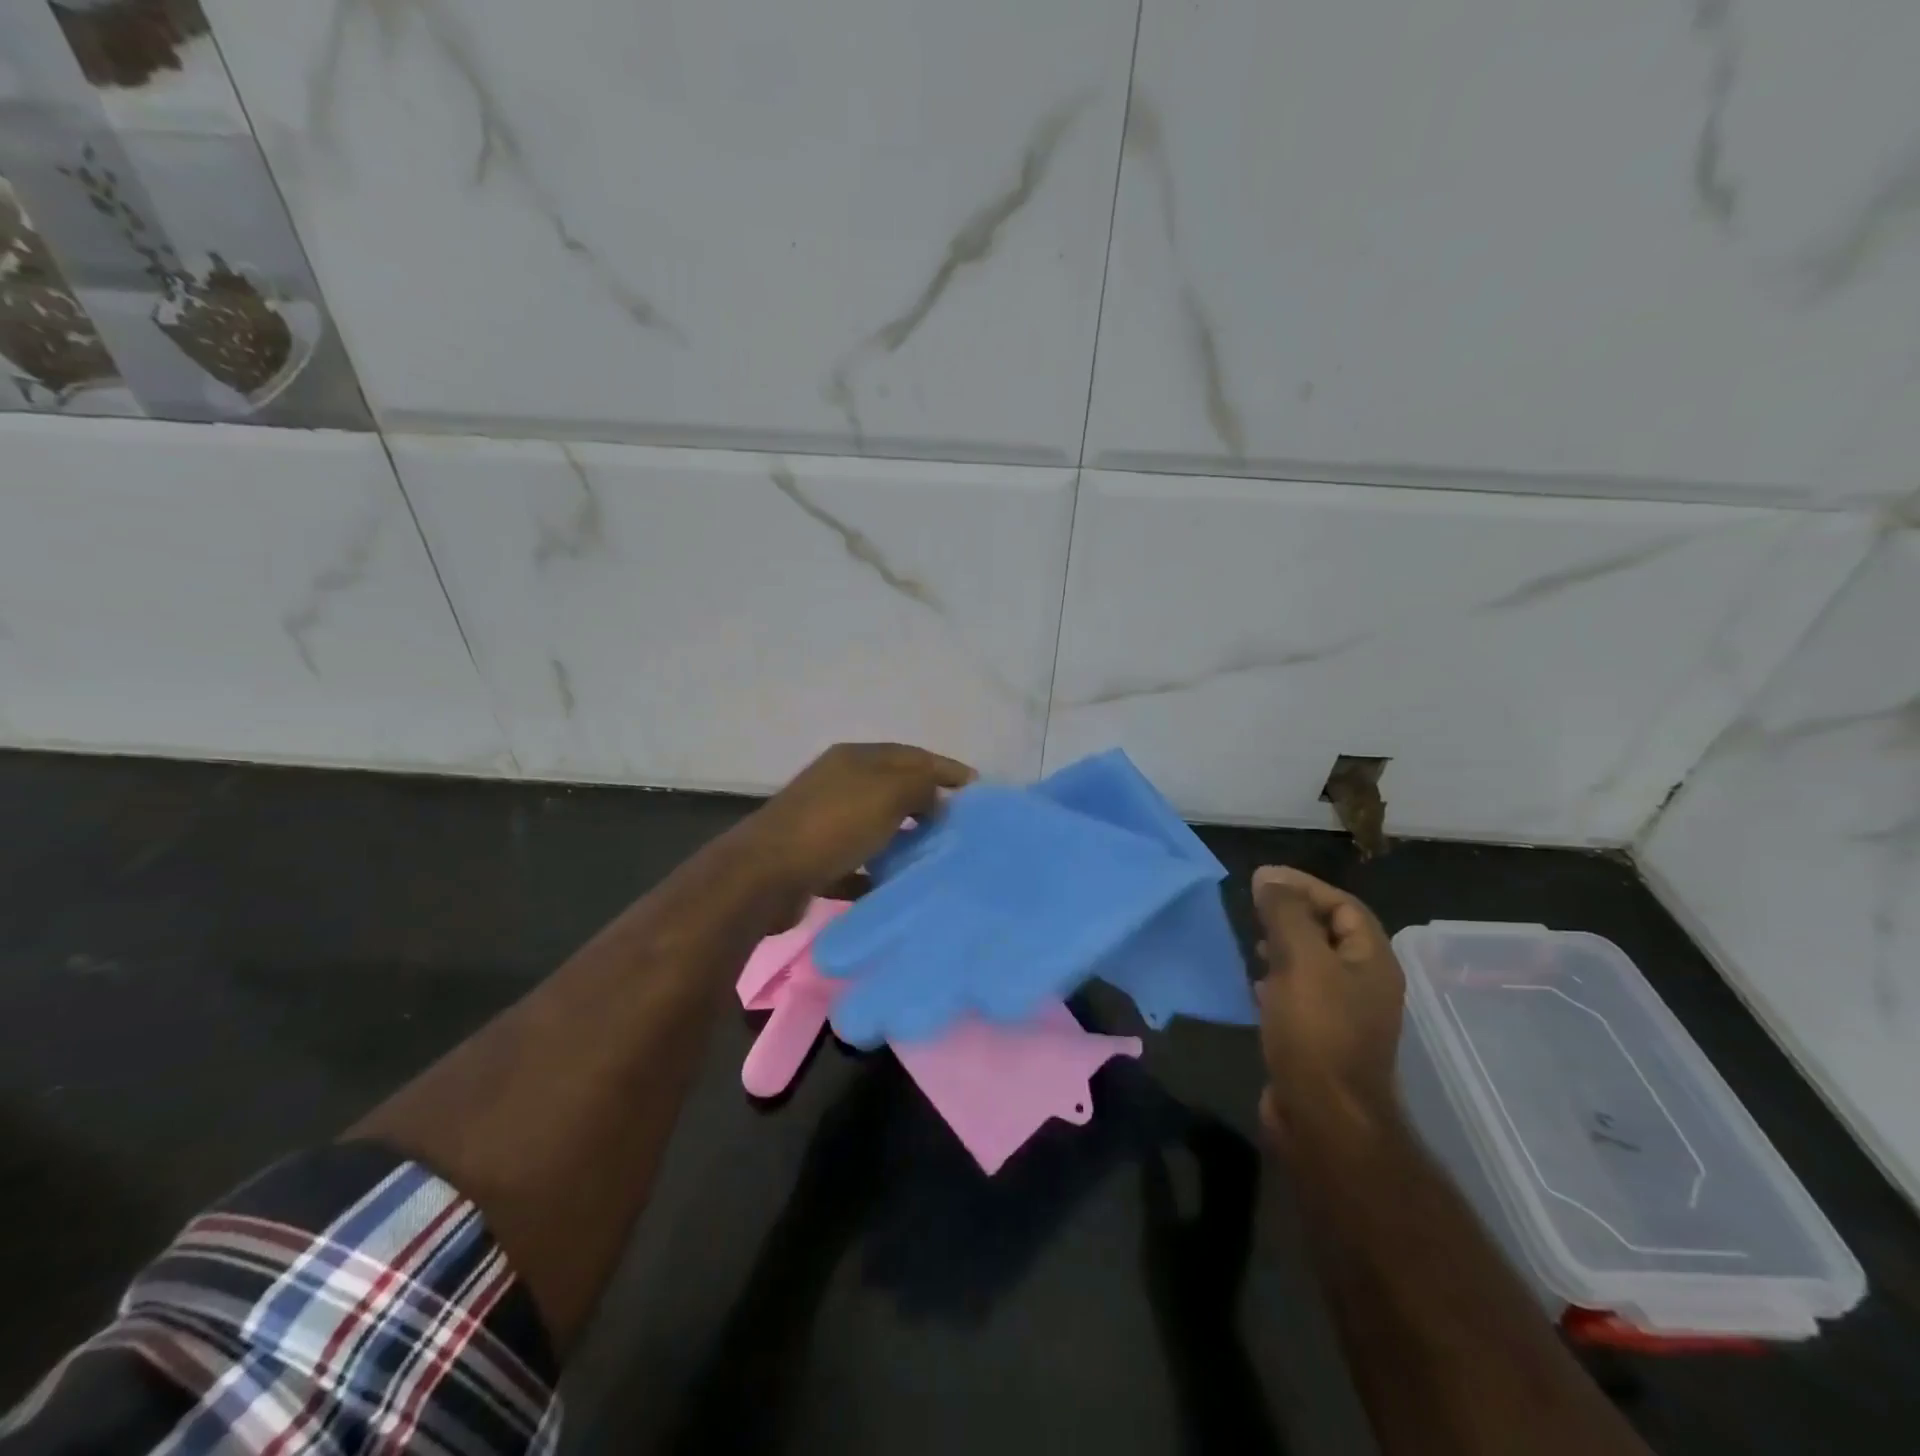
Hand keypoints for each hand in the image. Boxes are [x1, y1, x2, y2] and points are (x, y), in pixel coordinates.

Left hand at [737, 743, 974, 903]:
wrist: (765, 875)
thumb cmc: (833, 825)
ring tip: (935, 856)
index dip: (947, 769)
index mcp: (856, 759)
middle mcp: (840, 783)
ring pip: (876, 826)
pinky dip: (876, 871)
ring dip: (904, 838)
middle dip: (928, 803)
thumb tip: (937, 797)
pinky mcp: (815, 858)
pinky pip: (857, 862)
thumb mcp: (887, 793)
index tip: (979, 790)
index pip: (913, 755)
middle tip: (960, 826)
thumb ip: (921, 786)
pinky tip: (895, 885)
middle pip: (894, 789)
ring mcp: (824, 820)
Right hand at [1251, 866, 1403, 1148]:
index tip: (1262, 879)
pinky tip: (1254, 984)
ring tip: (1250, 941)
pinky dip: (1277, 979)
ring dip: (1282, 947)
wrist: (1323, 1118)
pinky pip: (1300, 994)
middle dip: (1292, 914)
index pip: (1344, 906)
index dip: (1305, 886)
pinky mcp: (1320, 1039)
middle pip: (1329, 933)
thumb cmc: (1316, 1031)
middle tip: (1253, 908)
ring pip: (1312, 964)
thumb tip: (1268, 877)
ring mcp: (1344, 1015)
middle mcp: (1365, 985)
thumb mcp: (1299, 960)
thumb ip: (1284, 913)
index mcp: (1371, 962)